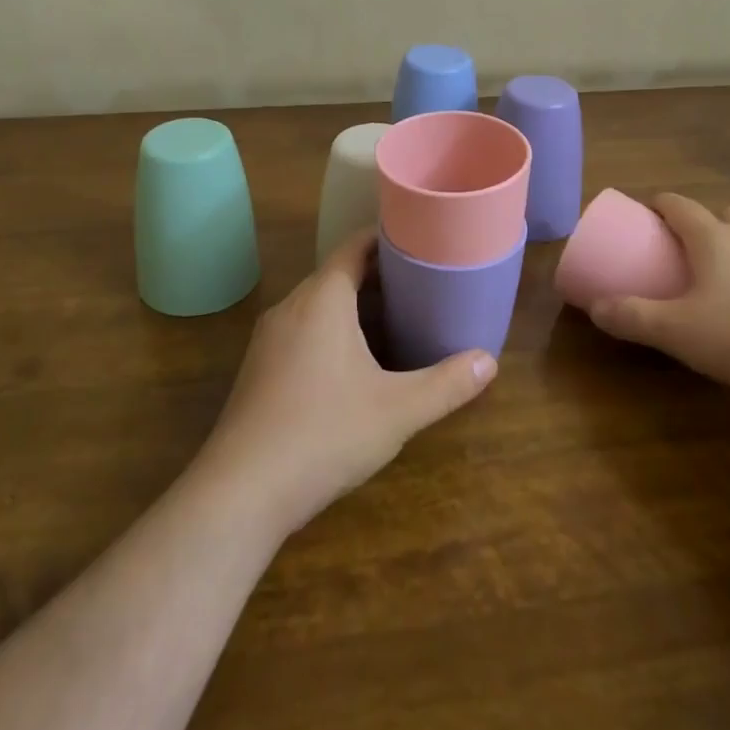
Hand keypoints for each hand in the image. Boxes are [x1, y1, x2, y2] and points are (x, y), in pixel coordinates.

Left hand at [194, 231, 496, 535]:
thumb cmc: (324, 434)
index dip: (386, 237)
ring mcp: (270, 339)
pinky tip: (354, 361)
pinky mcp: (259, 369)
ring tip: (396, 316)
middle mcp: (291, 307)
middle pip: (337, 273)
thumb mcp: (397, 410)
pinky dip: (331, 328)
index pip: (354, 246)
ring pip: (318, 304)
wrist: (240, 492)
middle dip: (377, 273)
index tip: (420, 239)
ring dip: (353, 303)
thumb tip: (489, 361)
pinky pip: (302, 329)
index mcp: (322, 298)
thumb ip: (446, 384)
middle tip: (421, 280)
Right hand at [585, 193, 729, 396]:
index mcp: (714, 237)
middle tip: (686, 248)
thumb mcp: (680, 332)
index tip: (646, 212)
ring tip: (726, 277)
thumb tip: (596, 308)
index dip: (659, 204)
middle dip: (701, 224)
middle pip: (722, 214)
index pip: (679, 204)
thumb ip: (635, 318)